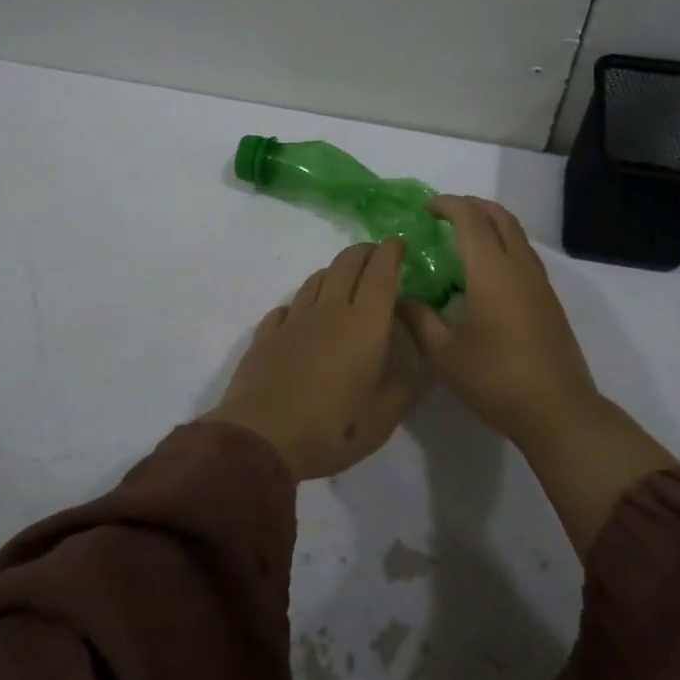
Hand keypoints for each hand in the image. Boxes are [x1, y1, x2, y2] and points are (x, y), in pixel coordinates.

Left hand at [209, 240, 423, 480]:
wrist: (263, 438)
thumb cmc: (333, 427)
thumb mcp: (384, 417)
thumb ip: (405, 386)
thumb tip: (417, 366)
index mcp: (365, 324)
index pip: (381, 274)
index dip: (391, 252)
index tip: (399, 242)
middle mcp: (330, 310)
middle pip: (346, 264)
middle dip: (364, 252)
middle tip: (375, 253)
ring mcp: (294, 320)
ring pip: (316, 281)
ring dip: (333, 272)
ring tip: (342, 279)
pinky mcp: (266, 336)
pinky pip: (286, 308)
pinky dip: (300, 304)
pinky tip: (299, 316)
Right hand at [399, 196, 599, 443]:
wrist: (558, 411)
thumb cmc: (495, 379)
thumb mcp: (444, 354)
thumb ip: (419, 320)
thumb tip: (398, 299)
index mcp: (491, 271)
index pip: (470, 218)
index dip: (447, 205)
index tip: (425, 208)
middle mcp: (519, 267)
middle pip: (499, 216)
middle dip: (471, 205)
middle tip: (444, 213)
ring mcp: (539, 283)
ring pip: (516, 234)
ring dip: (490, 223)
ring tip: (464, 236)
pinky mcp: (549, 300)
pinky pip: (524, 254)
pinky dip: (503, 244)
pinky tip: (487, 272)